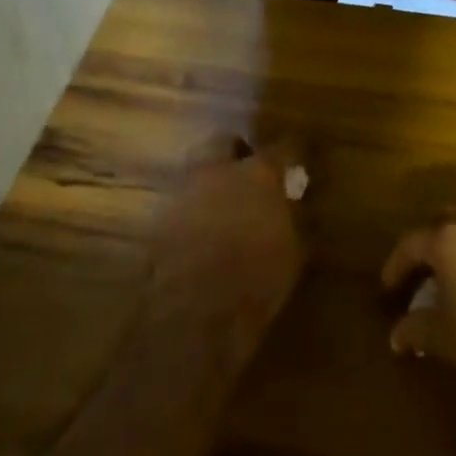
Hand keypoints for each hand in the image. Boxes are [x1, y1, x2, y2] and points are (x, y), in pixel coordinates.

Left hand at [151, 135, 305, 360]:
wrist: (194, 314)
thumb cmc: (256, 281)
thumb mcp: (291, 251)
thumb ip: (289, 218)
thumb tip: (289, 205)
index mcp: (258, 174)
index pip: (281, 148)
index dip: (289, 153)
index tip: (295, 159)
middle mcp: (218, 171)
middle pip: (224, 141)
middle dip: (237, 151)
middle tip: (249, 170)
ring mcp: (184, 191)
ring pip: (197, 168)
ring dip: (211, 179)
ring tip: (224, 202)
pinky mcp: (159, 217)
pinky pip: (181, 201)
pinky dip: (193, 208)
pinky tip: (201, 229)